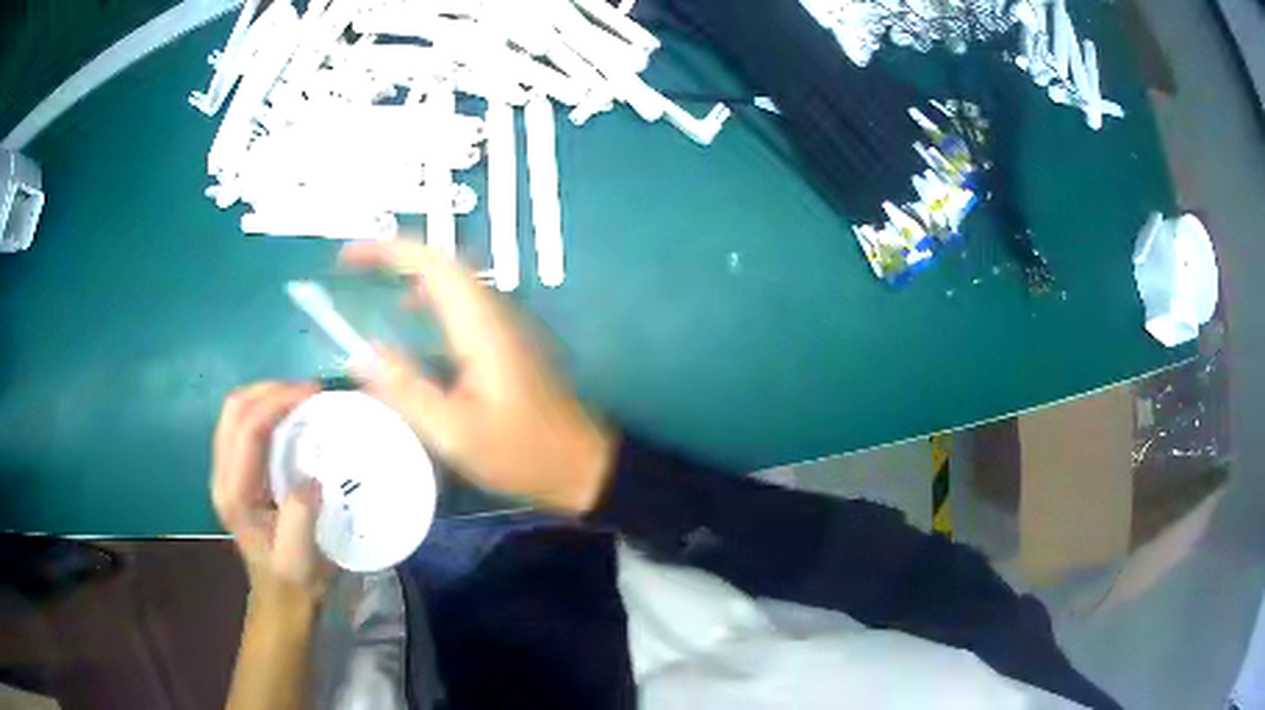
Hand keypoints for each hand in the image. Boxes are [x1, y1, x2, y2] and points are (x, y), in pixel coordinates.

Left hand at [212, 382, 335, 599]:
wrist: (282, 599)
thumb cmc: (294, 580)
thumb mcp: (301, 557)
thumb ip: (300, 517)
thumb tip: (312, 477)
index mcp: (235, 494)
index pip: (247, 430)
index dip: (278, 402)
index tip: (315, 394)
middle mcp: (222, 476)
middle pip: (234, 409)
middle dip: (270, 389)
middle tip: (309, 391)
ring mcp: (225, 471)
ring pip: (235, 411)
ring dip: (267, 395)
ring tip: (302, 398)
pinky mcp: (236, 471)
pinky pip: (243, 424)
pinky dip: (266, 408)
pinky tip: (290, 416)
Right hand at [340, 240, 616, 513]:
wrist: (583, 465)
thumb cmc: (522, 452)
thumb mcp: (455, 432)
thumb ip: (406, 390)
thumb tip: (359, 354)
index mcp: (481, 326)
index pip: (433, 264)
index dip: (388, 250)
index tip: (348, 254)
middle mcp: (494, 313)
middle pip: (441, 263)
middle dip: (394, 254)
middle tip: (352, 263)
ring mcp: (504, 325)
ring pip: (452, 281)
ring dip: (411, 272)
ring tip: (372, 284)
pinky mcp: (505, 342)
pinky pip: (461, 303)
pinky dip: (428, 297)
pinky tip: (411, 320)